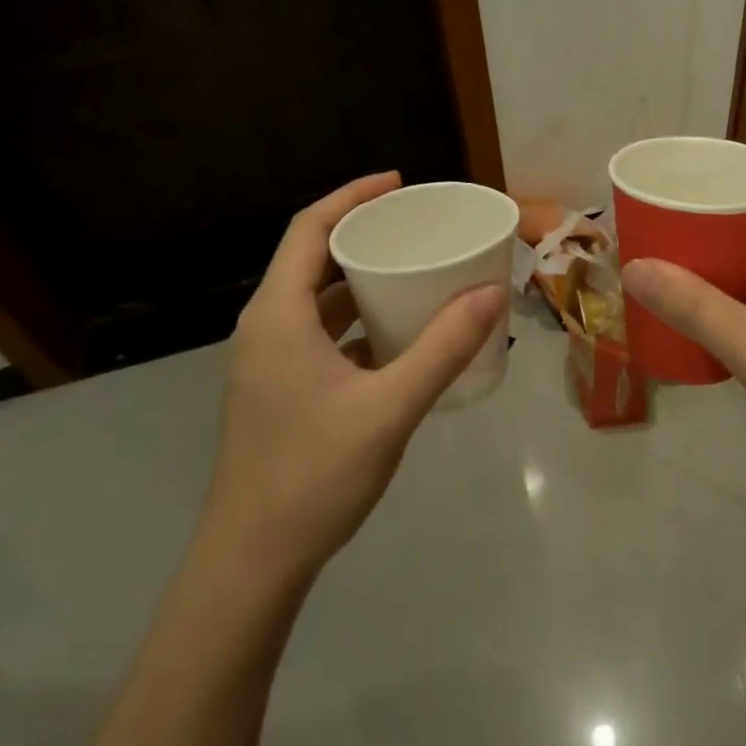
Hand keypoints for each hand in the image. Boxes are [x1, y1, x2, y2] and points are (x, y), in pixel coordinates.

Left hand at [204, 172, 506, 578]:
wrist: (252, 562)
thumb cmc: (313, 475)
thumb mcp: (389, 407)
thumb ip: (443, 348)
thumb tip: (492, 292)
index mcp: (277, 315)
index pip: (309, 229)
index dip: (352, 196)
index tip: (399, 183)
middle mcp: (265, 327)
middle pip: (313, 258)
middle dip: (362, 233)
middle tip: (416, 226)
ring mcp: (269, 360)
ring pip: (316, 298)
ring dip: (360, 278)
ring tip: (413, 269)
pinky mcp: (279, 388)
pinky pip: (319, 332)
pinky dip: (356, 318)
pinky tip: (397, 333)